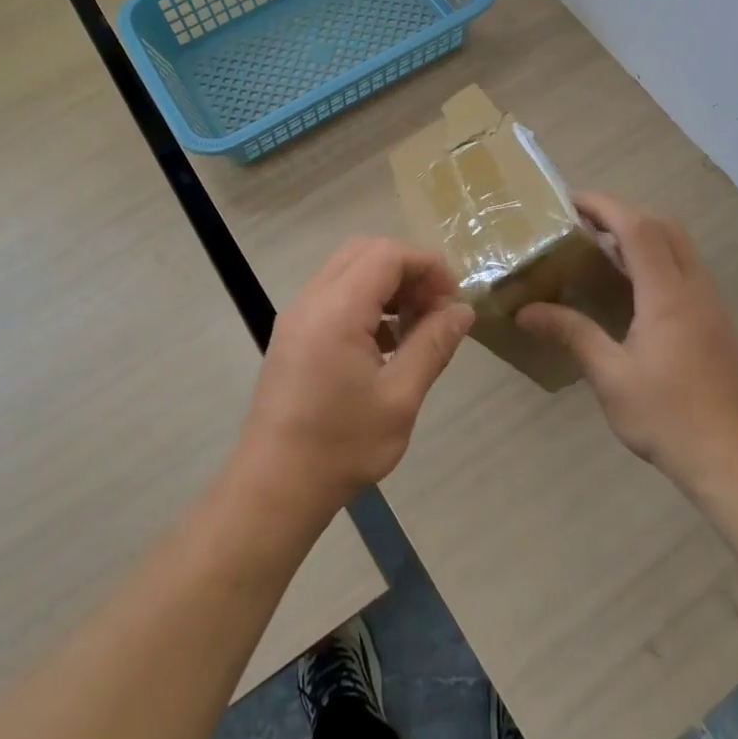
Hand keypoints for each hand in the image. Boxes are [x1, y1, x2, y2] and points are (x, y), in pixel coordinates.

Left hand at [239, 237, 474, 520]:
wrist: (274, 486)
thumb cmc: (341, 445)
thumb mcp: (400, 398)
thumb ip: (433, 345)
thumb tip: (463, 310)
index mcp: (337, 309)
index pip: (388, 255)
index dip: (428, 265)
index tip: (453, 299)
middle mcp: (312, 300)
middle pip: (366, 252)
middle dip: (408, 270)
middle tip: (436, 308)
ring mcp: (297, 316)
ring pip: (348, 271)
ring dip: (387, 285)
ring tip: (416, 327)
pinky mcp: (292, 334)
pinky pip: (333, 295)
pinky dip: (365, 302)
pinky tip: (387, 344)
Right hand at [517, 193, 737, 493]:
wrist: (733, 460)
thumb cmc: (668, 417)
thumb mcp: (610, 376)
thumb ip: (572, 334)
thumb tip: (525, 311)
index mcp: (668, 295)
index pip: (638, 228)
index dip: (604, 206)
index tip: (570, 201)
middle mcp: (694, 288)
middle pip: (664, 227)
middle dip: (623, 214)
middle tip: (582, 225)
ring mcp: (710, 304)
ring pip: (679, 246)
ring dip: (642, 235)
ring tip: (600, 250)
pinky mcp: (715, 322)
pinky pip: (685, 269)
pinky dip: (656, 258)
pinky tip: (630, 288)